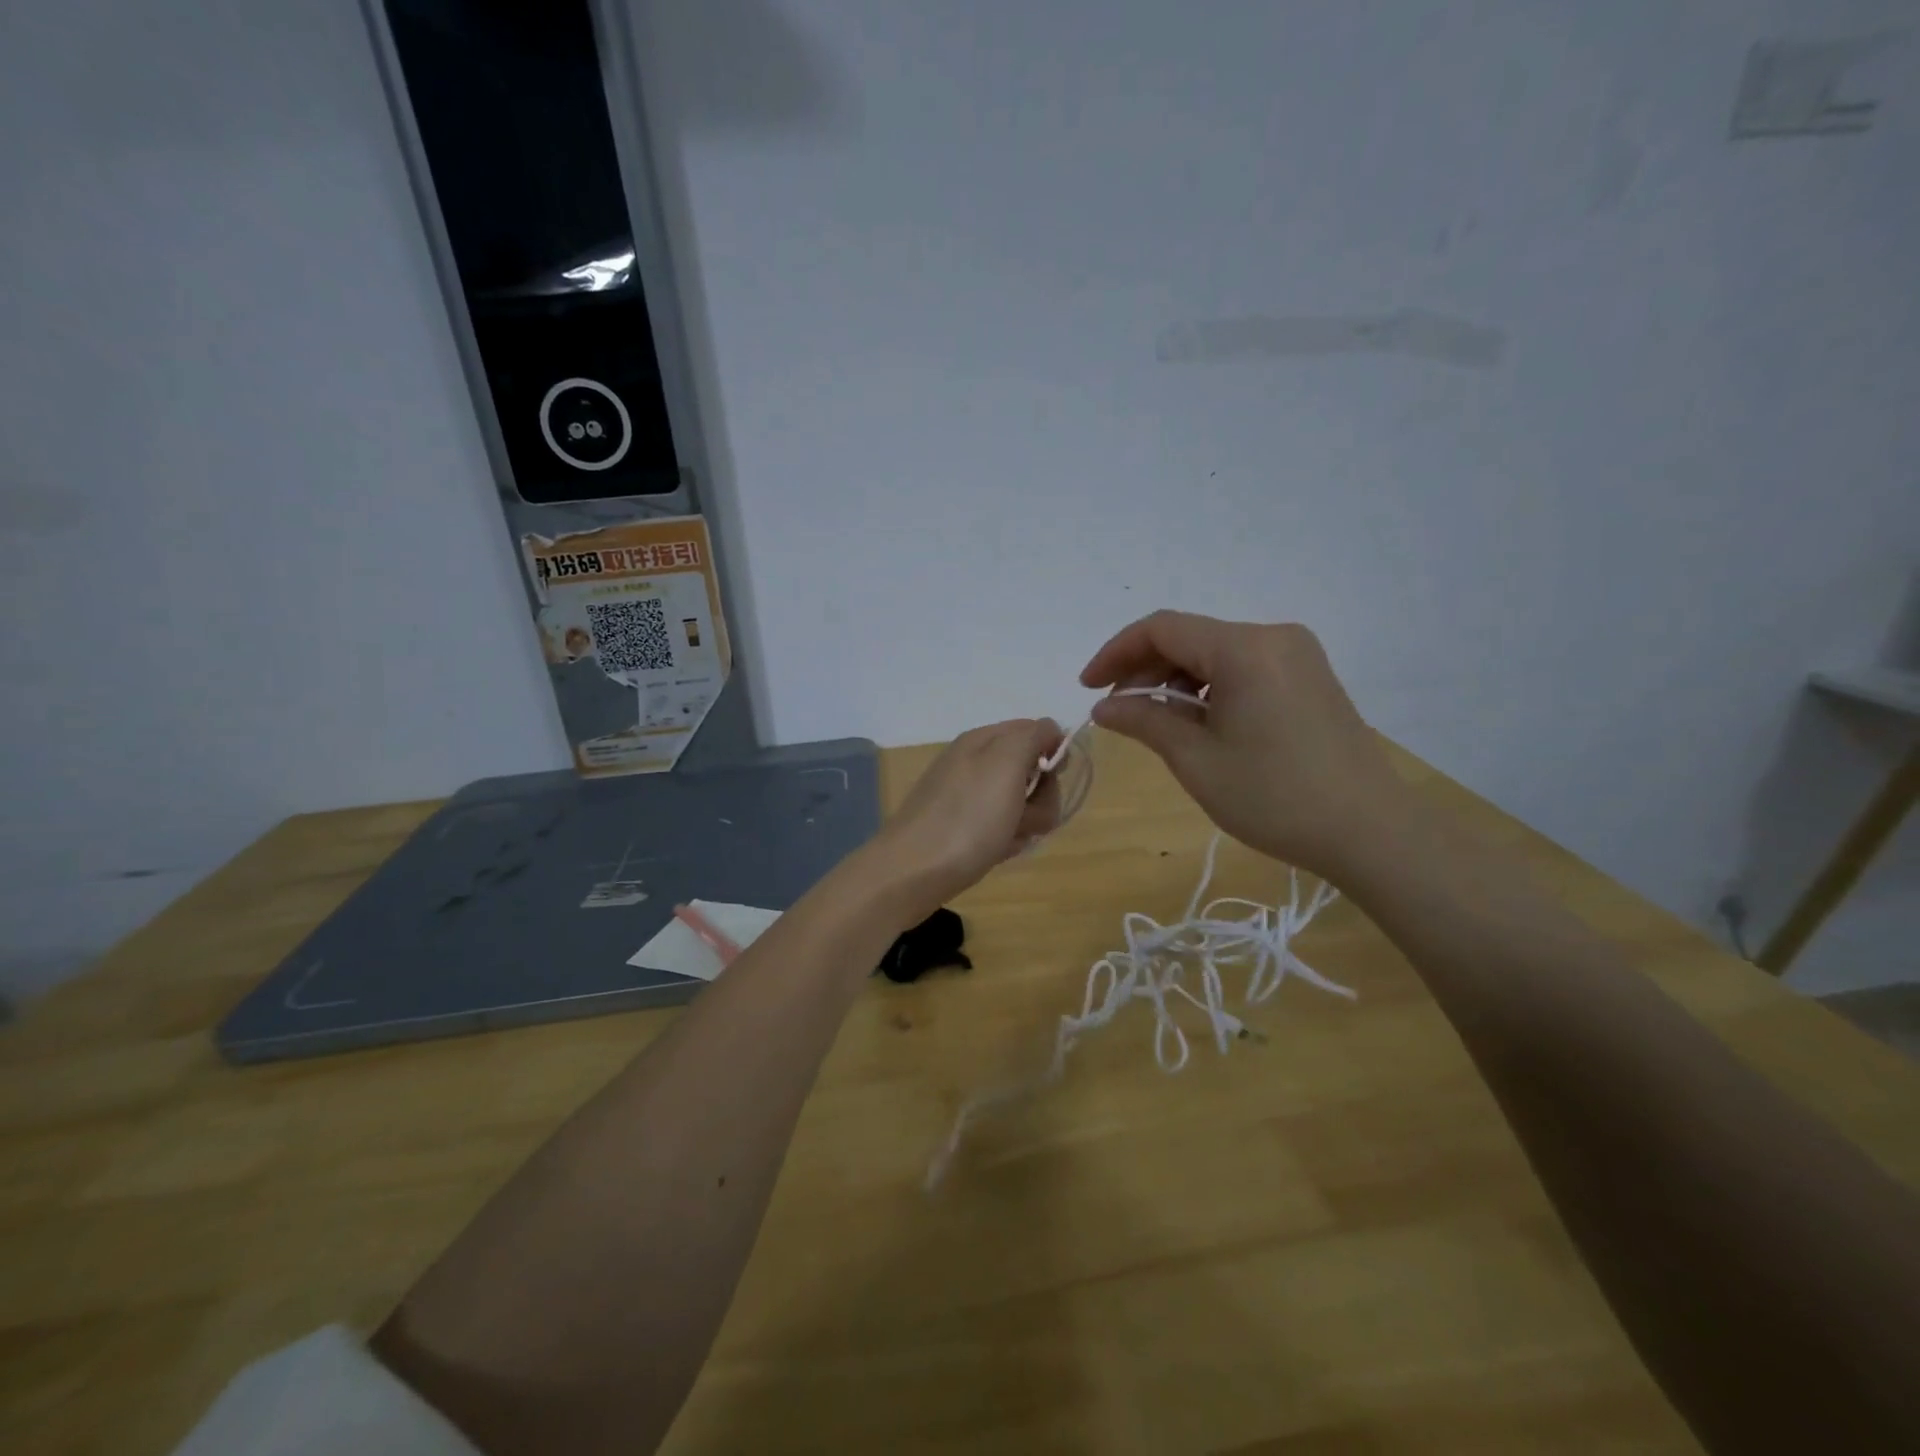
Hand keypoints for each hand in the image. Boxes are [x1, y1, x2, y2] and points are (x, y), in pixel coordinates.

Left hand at [862, 719, 1063, 923]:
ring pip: (1019, 803)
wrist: (914, 871)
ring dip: (1027, 822)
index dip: (1053, 752)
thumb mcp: (1006, 762)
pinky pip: (1001, 828)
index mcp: (983, 740)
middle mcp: (974, 763)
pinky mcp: (963, 829)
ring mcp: (967, 798)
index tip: (1056, 776)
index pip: (1034, 731)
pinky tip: (997, 852)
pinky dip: (1007, 840)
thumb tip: (1050, 730)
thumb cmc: (967, 816)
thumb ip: (1032, 737)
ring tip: (1009, 838)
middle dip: (1041, 795)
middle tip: (1028, 814)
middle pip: (1030, 770)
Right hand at [1080, 611, 1409, 880]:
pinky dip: (1209, 688)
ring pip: (1215, 653)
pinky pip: (1243, 668)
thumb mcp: (1196, 760)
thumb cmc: (1274, 796)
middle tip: (1119, 712)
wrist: (1369, 831)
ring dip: (1176, 680)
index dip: (1115, 652)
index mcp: (1244, 648)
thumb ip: (1145, 721)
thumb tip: (1104, 706)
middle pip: (1189, 637)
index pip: (1162, 628)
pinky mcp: (1309, 677)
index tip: (1088, 687)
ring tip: (1156, 723)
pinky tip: (1198, 723)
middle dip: (1145, 669)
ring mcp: (1297, 655)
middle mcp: (1273, 636)